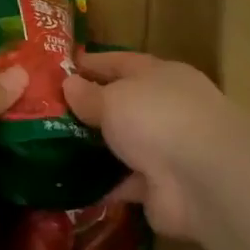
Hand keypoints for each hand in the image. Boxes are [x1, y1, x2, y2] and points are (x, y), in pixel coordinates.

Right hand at [63, 52, 236, 238]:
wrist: (202, 178)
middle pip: (122, 104)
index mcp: (160, 75)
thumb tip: (69, 84)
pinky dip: (104, 184)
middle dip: (90, 109)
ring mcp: (165, 149)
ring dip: (96, 149)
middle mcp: (165, 108)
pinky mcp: (160, 187)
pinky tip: (72, 185)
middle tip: (47, 112)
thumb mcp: (115, 98)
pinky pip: (124, 182)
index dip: (92, 64)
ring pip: (124, 145)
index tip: (61, 68)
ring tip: (53, 150)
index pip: (121, 62)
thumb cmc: (157, 118)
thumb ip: (90, 95)